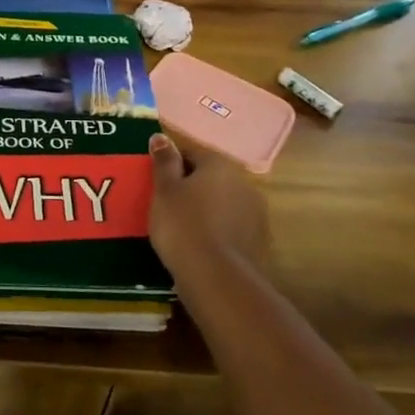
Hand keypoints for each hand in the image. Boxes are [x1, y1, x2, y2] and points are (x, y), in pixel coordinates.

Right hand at [147, 132, 271, 278]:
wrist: (217, 278)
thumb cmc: (183, 225)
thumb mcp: (164, 190)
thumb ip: (164, 162)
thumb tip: (161, 137)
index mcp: (219, 165)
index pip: (191, 152)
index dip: (170, 164)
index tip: (156, 182)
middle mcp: (243, 182)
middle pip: (210, 177)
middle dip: (191, 186)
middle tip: (166, 204)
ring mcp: (255, 213)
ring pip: (223, 202)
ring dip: (206, 208)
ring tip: (182, 228)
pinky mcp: (258, 241)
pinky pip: (231, 226)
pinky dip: (217, 230)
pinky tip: (201, 245)